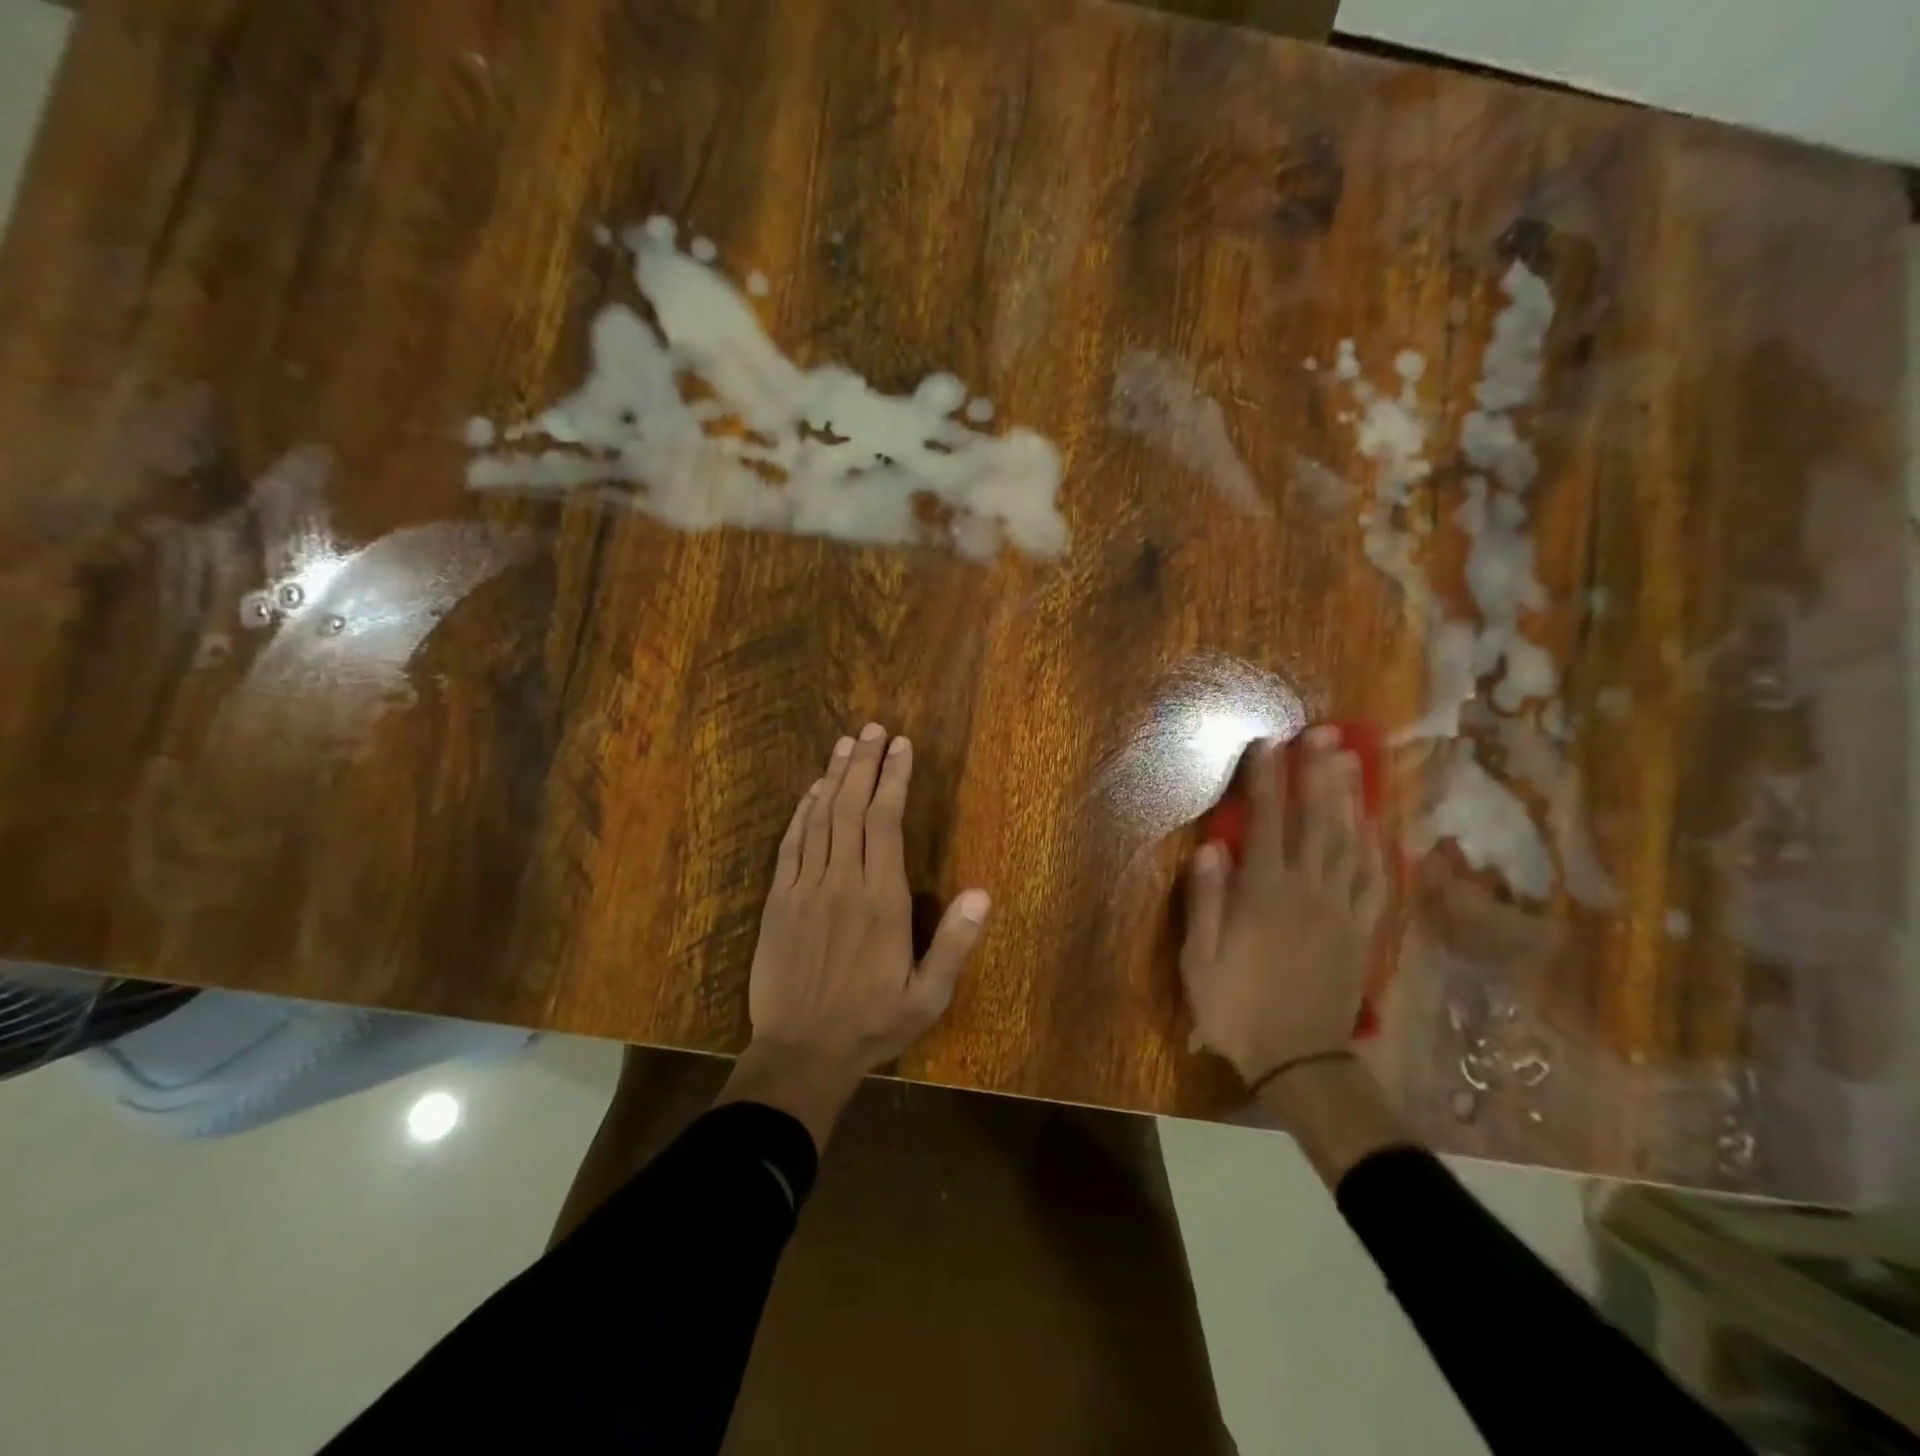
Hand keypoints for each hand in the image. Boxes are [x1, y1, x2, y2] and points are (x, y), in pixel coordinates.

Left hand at [724, 723, 990, 1144]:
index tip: (902, 747)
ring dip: (834, 776)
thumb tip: (983, 893)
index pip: (886, 822)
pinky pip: (791, 845)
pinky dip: (802, 812)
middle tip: (875, 728)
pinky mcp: (778, 901)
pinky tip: (812, 791)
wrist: (800, 1054)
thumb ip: (954, 944)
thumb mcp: (927, 997)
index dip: (894, 779)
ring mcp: (805, 889)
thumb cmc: (871, 1024)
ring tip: (847, 743)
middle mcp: (842, 883)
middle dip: (865, 763)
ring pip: (820, 818)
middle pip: (851, 807)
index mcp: (881, 901)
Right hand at [1181, 729, 1387, 1086]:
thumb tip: (1211, 847)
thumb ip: (1206, 900)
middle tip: (1325, 734)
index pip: (1266, 824)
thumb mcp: (1200, 959)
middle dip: (1318, 774)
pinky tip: (1380, 824)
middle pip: (1317, 822)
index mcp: (1264, 894)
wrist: (1299, 1060)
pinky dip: (1382, 848)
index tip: (1268, 744)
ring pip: (1352, 843)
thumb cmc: (1237, 1008)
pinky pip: (1379, 881)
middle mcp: (1308, 891)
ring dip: (1351, 798)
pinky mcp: (1364, 931)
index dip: (1266, 781)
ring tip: (1352, 760)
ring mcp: (1343, 909)